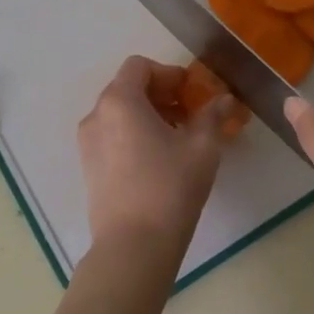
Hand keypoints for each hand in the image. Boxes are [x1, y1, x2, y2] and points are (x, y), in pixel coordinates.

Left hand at [79, 56, 232, 257]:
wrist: (134, 246)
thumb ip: (213, 116)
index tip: (192, 93)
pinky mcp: (89, 168)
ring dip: (149, 115)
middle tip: (190, 114)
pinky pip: (112, 136)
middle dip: (161, 95)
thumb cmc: (170, 187)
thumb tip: (225, 100)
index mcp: (120, 101)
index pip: (139, 67)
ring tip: (178, 139)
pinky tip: (159, 160)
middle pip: (128, 89)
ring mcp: (88, 144)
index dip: (169, 73)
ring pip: (119, 114)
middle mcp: (96, 116)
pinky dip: (134, 135)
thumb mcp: (202, 147)